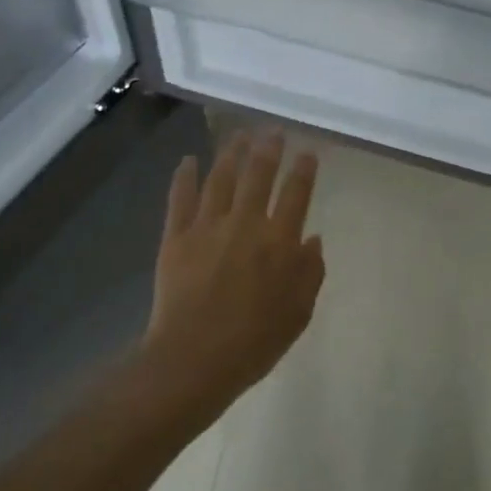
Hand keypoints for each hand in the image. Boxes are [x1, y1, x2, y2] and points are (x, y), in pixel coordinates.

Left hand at [140, 130, 324, 413]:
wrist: (195, 358)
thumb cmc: (255, 341)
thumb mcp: (299, 313)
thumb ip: (310, 273)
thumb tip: (314, 239)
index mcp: (280, 242)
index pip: (296, 194)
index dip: (304, 170)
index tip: (308, 153)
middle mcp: (245, 224)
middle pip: (259, 175)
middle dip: (269, 149)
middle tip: (273, 131)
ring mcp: (207, 227)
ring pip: (221, 178)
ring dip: (232, 153)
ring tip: (240, 135)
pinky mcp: (176, 237)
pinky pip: (180, 199)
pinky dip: (184, 177)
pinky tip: (188, 160)